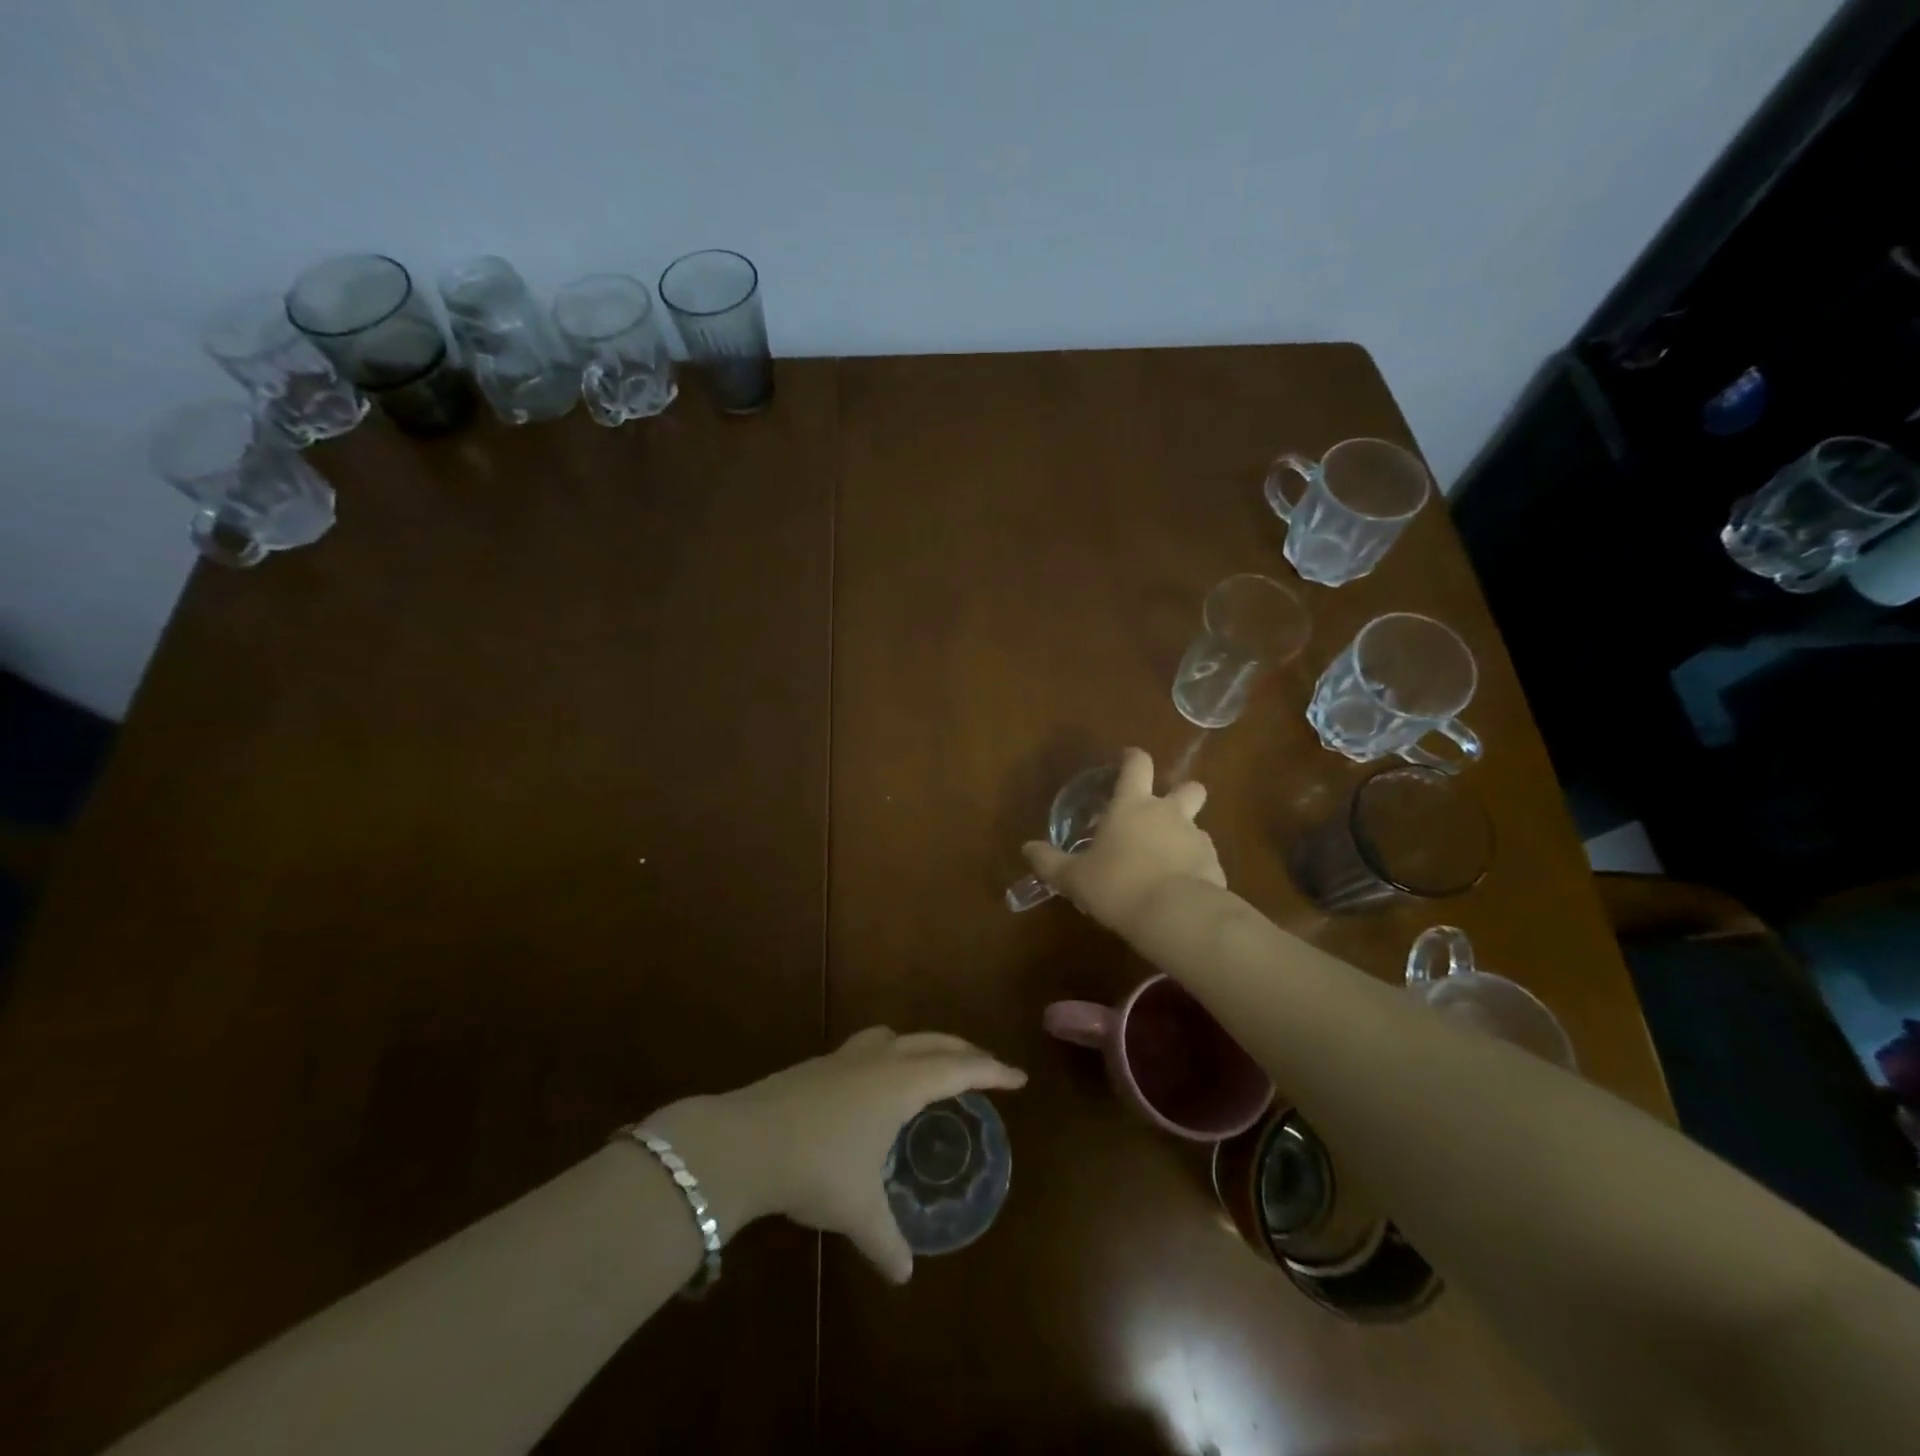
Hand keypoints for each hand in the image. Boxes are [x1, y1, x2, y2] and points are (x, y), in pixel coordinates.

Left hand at [645, 1028, 1025, 1282]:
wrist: (744, 1141)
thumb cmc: (815, 1167)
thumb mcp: (857, 1209)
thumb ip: (885, 1239)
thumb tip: (903, 1274)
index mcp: (901, 1084)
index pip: (960, 1068)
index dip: (992, 1071)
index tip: (1019, 1078)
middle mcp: (879, 1060)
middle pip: (933, 1042)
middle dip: (964, 1051)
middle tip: (985, 1067)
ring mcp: (846, 1057)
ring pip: (898, 1036)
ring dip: (923, 1045)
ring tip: (931, 1065)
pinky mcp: (819, 1063)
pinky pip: (870, 1047)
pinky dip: (890, 1053)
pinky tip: (876, 1083)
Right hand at [1022, 746, 1224, 934]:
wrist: (1176, 915)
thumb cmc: (1117, 885)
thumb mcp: (1074, 877)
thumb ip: (1050, 862)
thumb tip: (1027, 848)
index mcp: (1132, 805)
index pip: (1138, 764)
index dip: (1133, 758)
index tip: (1127, 760)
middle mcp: (1169, 813)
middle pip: (1189, 787)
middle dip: (1181, 793)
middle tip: (1162, 812)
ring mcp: (1197, 838)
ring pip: (1197, 826)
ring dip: (1184, 837)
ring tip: (1166, 863)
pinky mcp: (1215, 866)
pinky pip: (1204, 860)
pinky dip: (1194, 869)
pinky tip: (1180, 890)